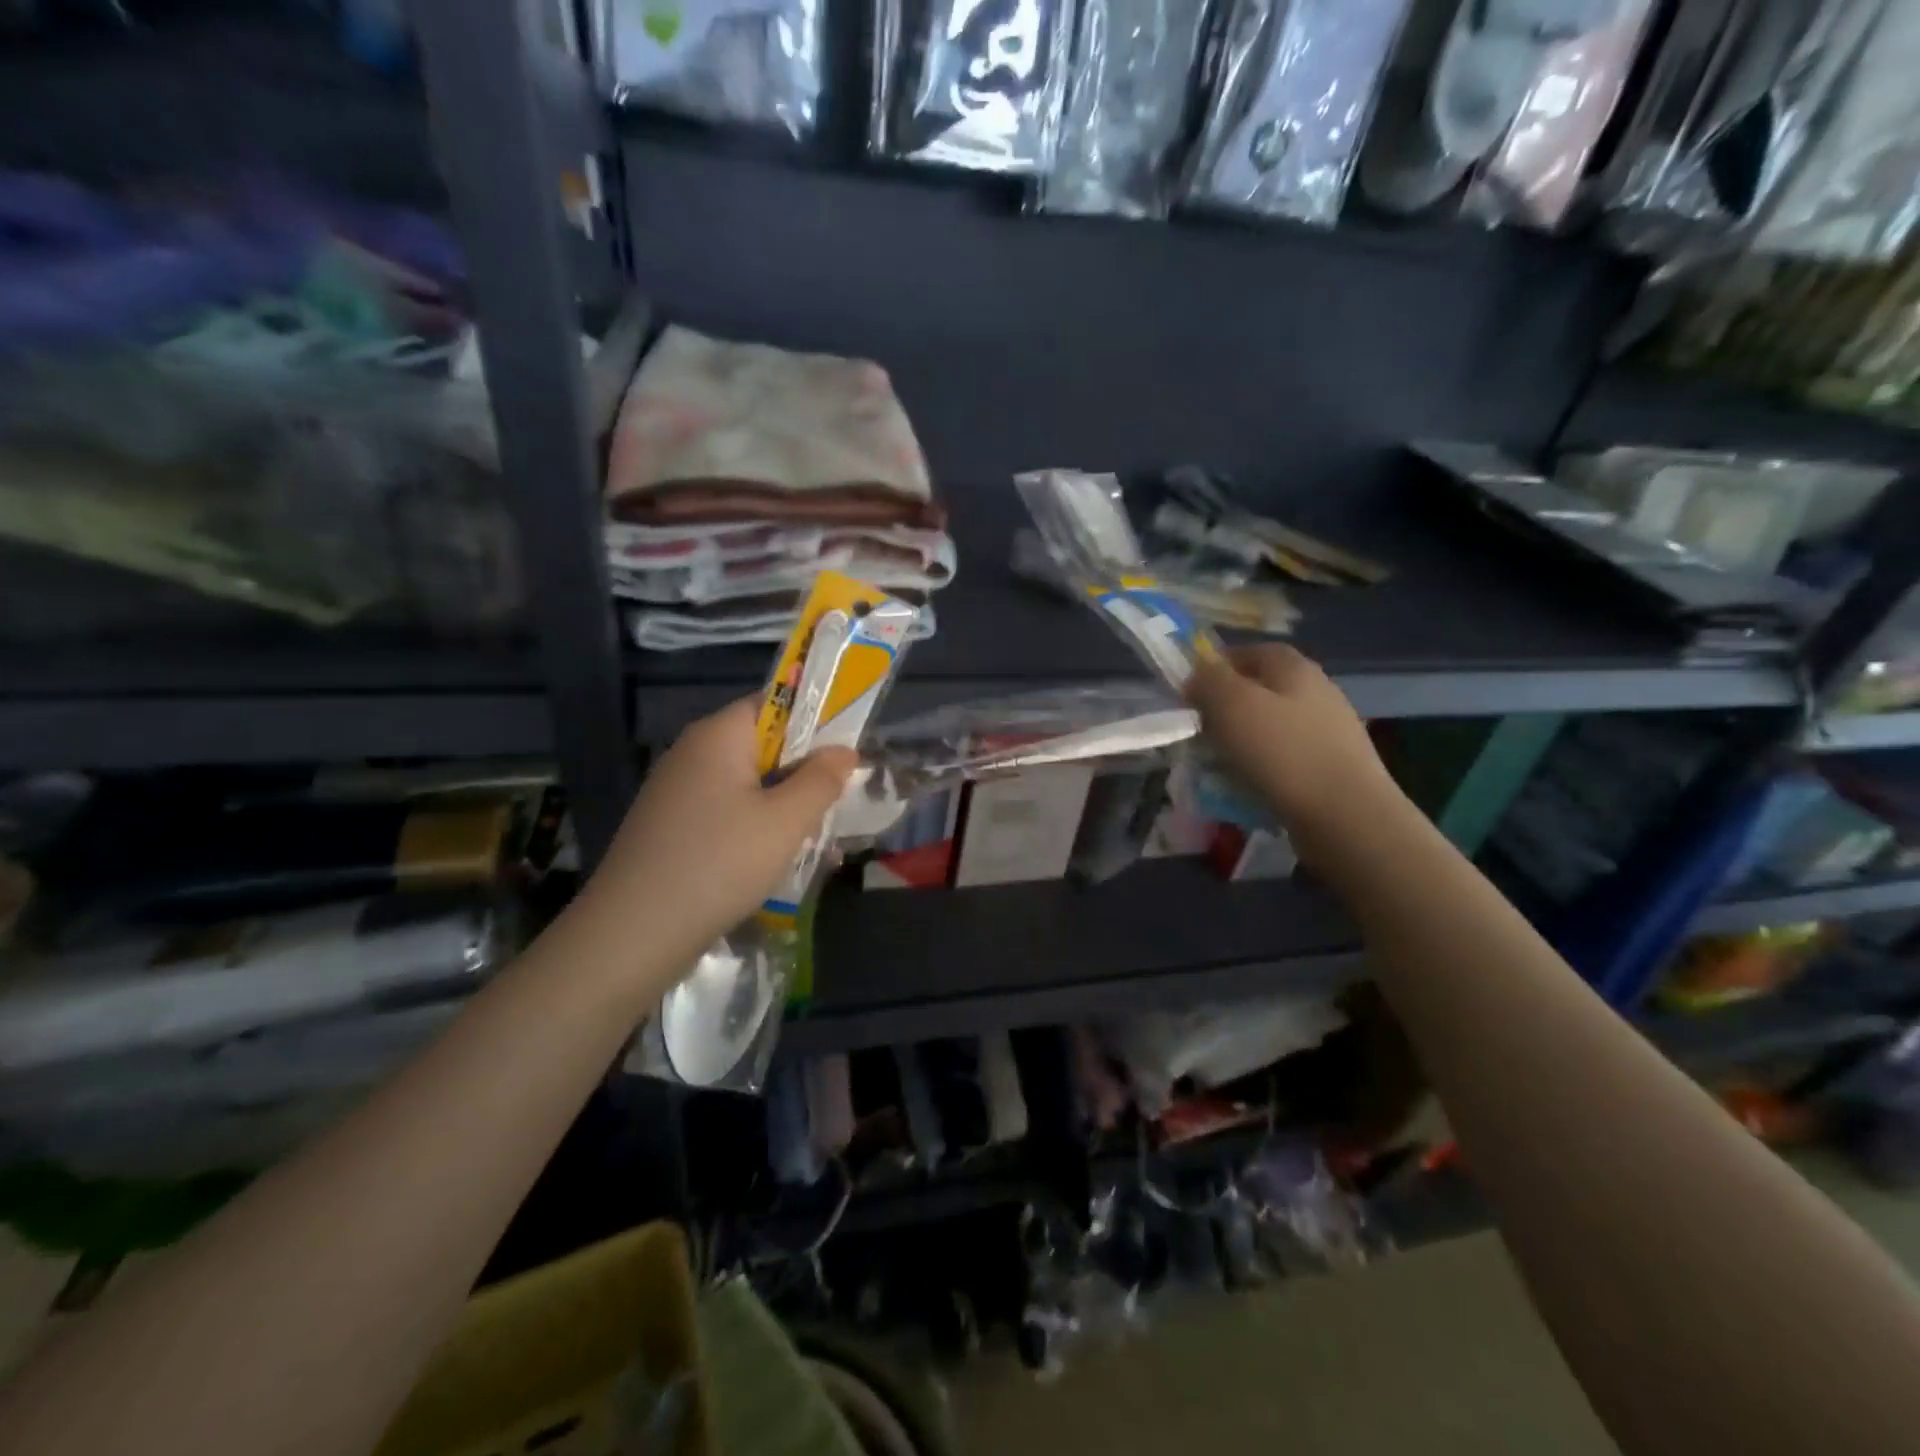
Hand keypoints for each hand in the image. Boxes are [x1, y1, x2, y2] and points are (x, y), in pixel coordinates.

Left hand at [582, 699, 858, 968]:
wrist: (633, 933)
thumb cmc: (720, 863)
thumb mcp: (786, 821)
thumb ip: (821, 780)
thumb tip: (844, 751)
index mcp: (718, 736)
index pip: (775, 703)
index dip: (815, 722)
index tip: (845, 754)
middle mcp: (692, 753)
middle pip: (762, 745)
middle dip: (803, 770)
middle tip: (836, 801)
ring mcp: (676, 791)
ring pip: (747, 783)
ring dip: (783, 804)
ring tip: (814, 836)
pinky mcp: (671, 826)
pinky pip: (726, 811)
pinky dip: (755, 826)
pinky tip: (775, 858)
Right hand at [1187, 645, 1405, 849]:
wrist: (1346, 815)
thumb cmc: (1282, 752)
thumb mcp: (1231, 705)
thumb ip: (1209, 680)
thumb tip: (1198, 673)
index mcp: (1295, 668)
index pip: (1252, 651)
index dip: (1219, 665)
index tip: (1191, 690)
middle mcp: (1318, 690)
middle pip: (1263, 688)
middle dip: (1229, 705)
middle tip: (1202, 728)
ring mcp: (1330, 729)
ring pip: (1273, 724)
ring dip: (1244, 738)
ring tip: (1220, 762)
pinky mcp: (1334, 765)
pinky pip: (1286, 756)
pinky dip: (1264, 765)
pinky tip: (1251, 784)